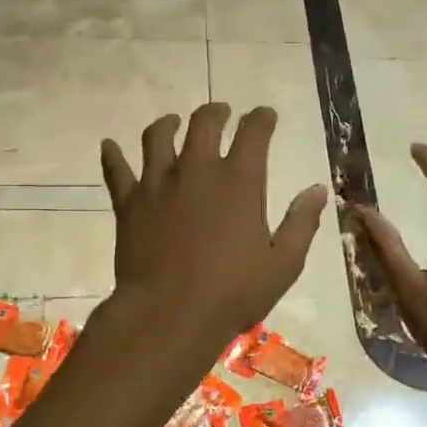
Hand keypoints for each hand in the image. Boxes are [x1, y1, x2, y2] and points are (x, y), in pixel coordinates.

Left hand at [101, 104, 327, 346]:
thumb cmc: (233, 293)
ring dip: (167, 124)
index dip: (262, 118)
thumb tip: (317, 190)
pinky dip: (112, 156)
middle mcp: (197, 170)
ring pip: (157, 136)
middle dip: (216, 112)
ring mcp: (158, 183)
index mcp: (239, 180)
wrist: (168, 314)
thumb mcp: (283, 264)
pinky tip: (108, 146)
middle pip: (203, 123)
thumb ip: (301, 223)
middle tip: (221, 112)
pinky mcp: (129, 203)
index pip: (254, 132)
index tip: (265, 115)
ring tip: (171, 122)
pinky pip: (116, 170)